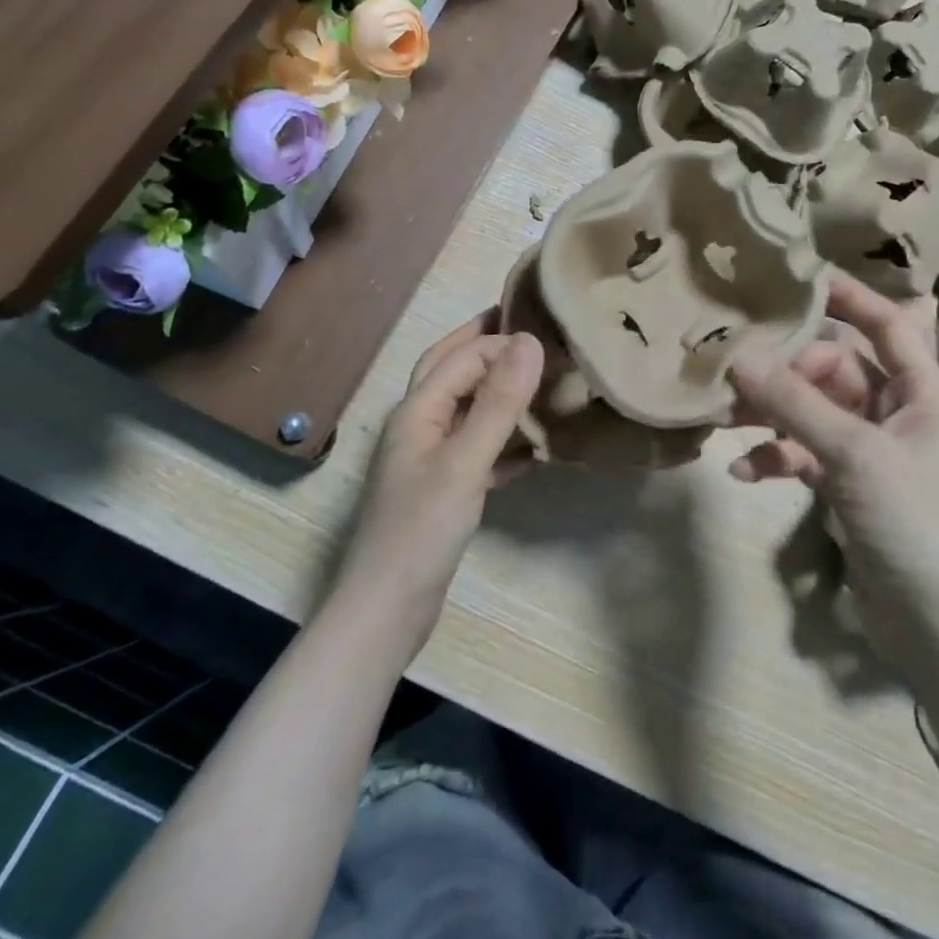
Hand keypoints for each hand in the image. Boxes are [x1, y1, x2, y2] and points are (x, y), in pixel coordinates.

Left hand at [333, 314, 543, 660]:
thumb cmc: (422, 530)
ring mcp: (428, 458)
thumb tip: (530, 341)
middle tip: (528, 326)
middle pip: (452, 370)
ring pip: (465, 409)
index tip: (551, 337)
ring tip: (537, 378)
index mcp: (417, 410)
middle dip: (486, 345)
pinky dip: (502, 438)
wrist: (386, 611)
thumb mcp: (465, 462)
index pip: (463, 357)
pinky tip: (533, 448)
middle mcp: (418, 425)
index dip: (504, 342)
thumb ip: (498, 402)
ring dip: (497, 390)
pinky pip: (475, 448)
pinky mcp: (441, 489)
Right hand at [729, 273, 938, 662]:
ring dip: (771, 416)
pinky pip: (803, 456)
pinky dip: (774, 459)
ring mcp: (869, 454)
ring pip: (812, 414)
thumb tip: (739, 357)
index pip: (887, 326)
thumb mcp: (855, 455)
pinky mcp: (847, 490)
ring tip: (725, 421)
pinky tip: (740, 473)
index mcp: (920, 394)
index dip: (849, 298)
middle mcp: (896, 415)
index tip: (797, 278)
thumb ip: (796, 404)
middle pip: (835, 371)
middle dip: (786, 373)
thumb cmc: (915, 524)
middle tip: (737, 376)